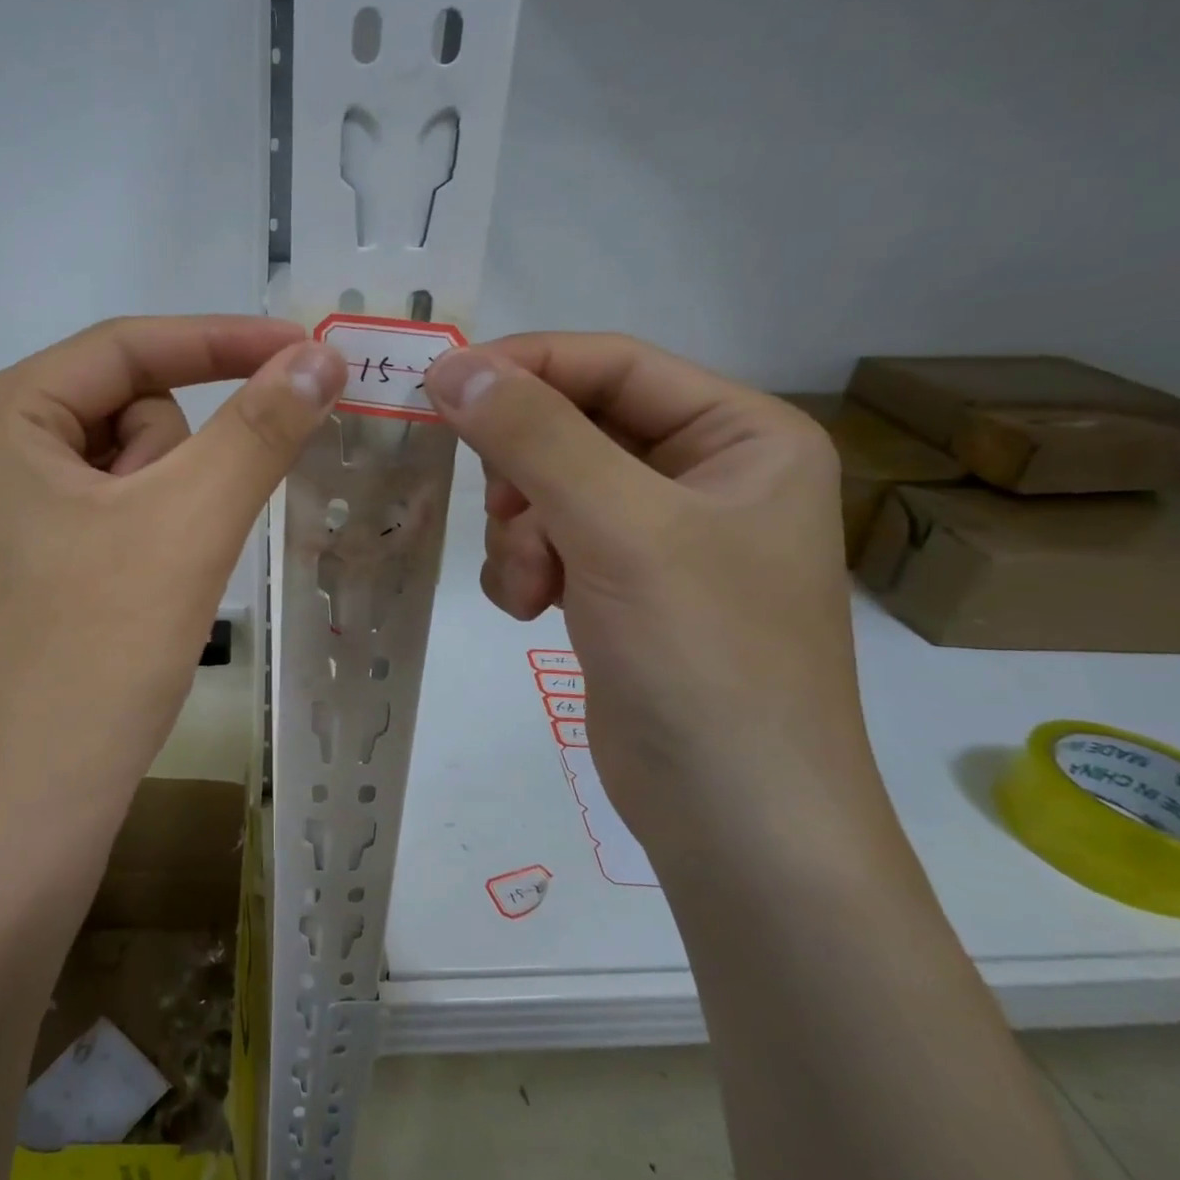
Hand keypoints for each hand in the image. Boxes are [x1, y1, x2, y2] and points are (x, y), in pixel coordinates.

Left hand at [0, 316, 346, 870]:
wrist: (28, 814)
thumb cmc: (95, 656)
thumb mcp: (188, 525)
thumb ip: (259, 428)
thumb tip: (321, 355)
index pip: (123, 346)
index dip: (222, 341)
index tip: (308, 352)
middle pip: (122, 411)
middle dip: (172, 466)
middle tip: (170, 543)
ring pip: (123, 469)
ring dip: (163, 512)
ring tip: (149, 584)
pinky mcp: (17, 565)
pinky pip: (106, 516)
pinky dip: (145, 542)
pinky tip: (134, 603)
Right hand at [424, 334, 891, 868]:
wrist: (733, 815)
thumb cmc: (702, 656)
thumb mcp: (619, 528)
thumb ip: (534, 437)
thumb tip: (452, 365)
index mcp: (740, 433)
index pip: (611, 364)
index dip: (523, 367)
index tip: (439, 385)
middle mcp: (702, 473)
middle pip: (572, 427)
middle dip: (524, 476)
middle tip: (507, 516)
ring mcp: (657, 533)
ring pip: (545, 489)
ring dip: (520, 534)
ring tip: (534, 587)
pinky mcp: (619, 585)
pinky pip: (543, 543)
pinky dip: (523, 569)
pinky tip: (534, 611)